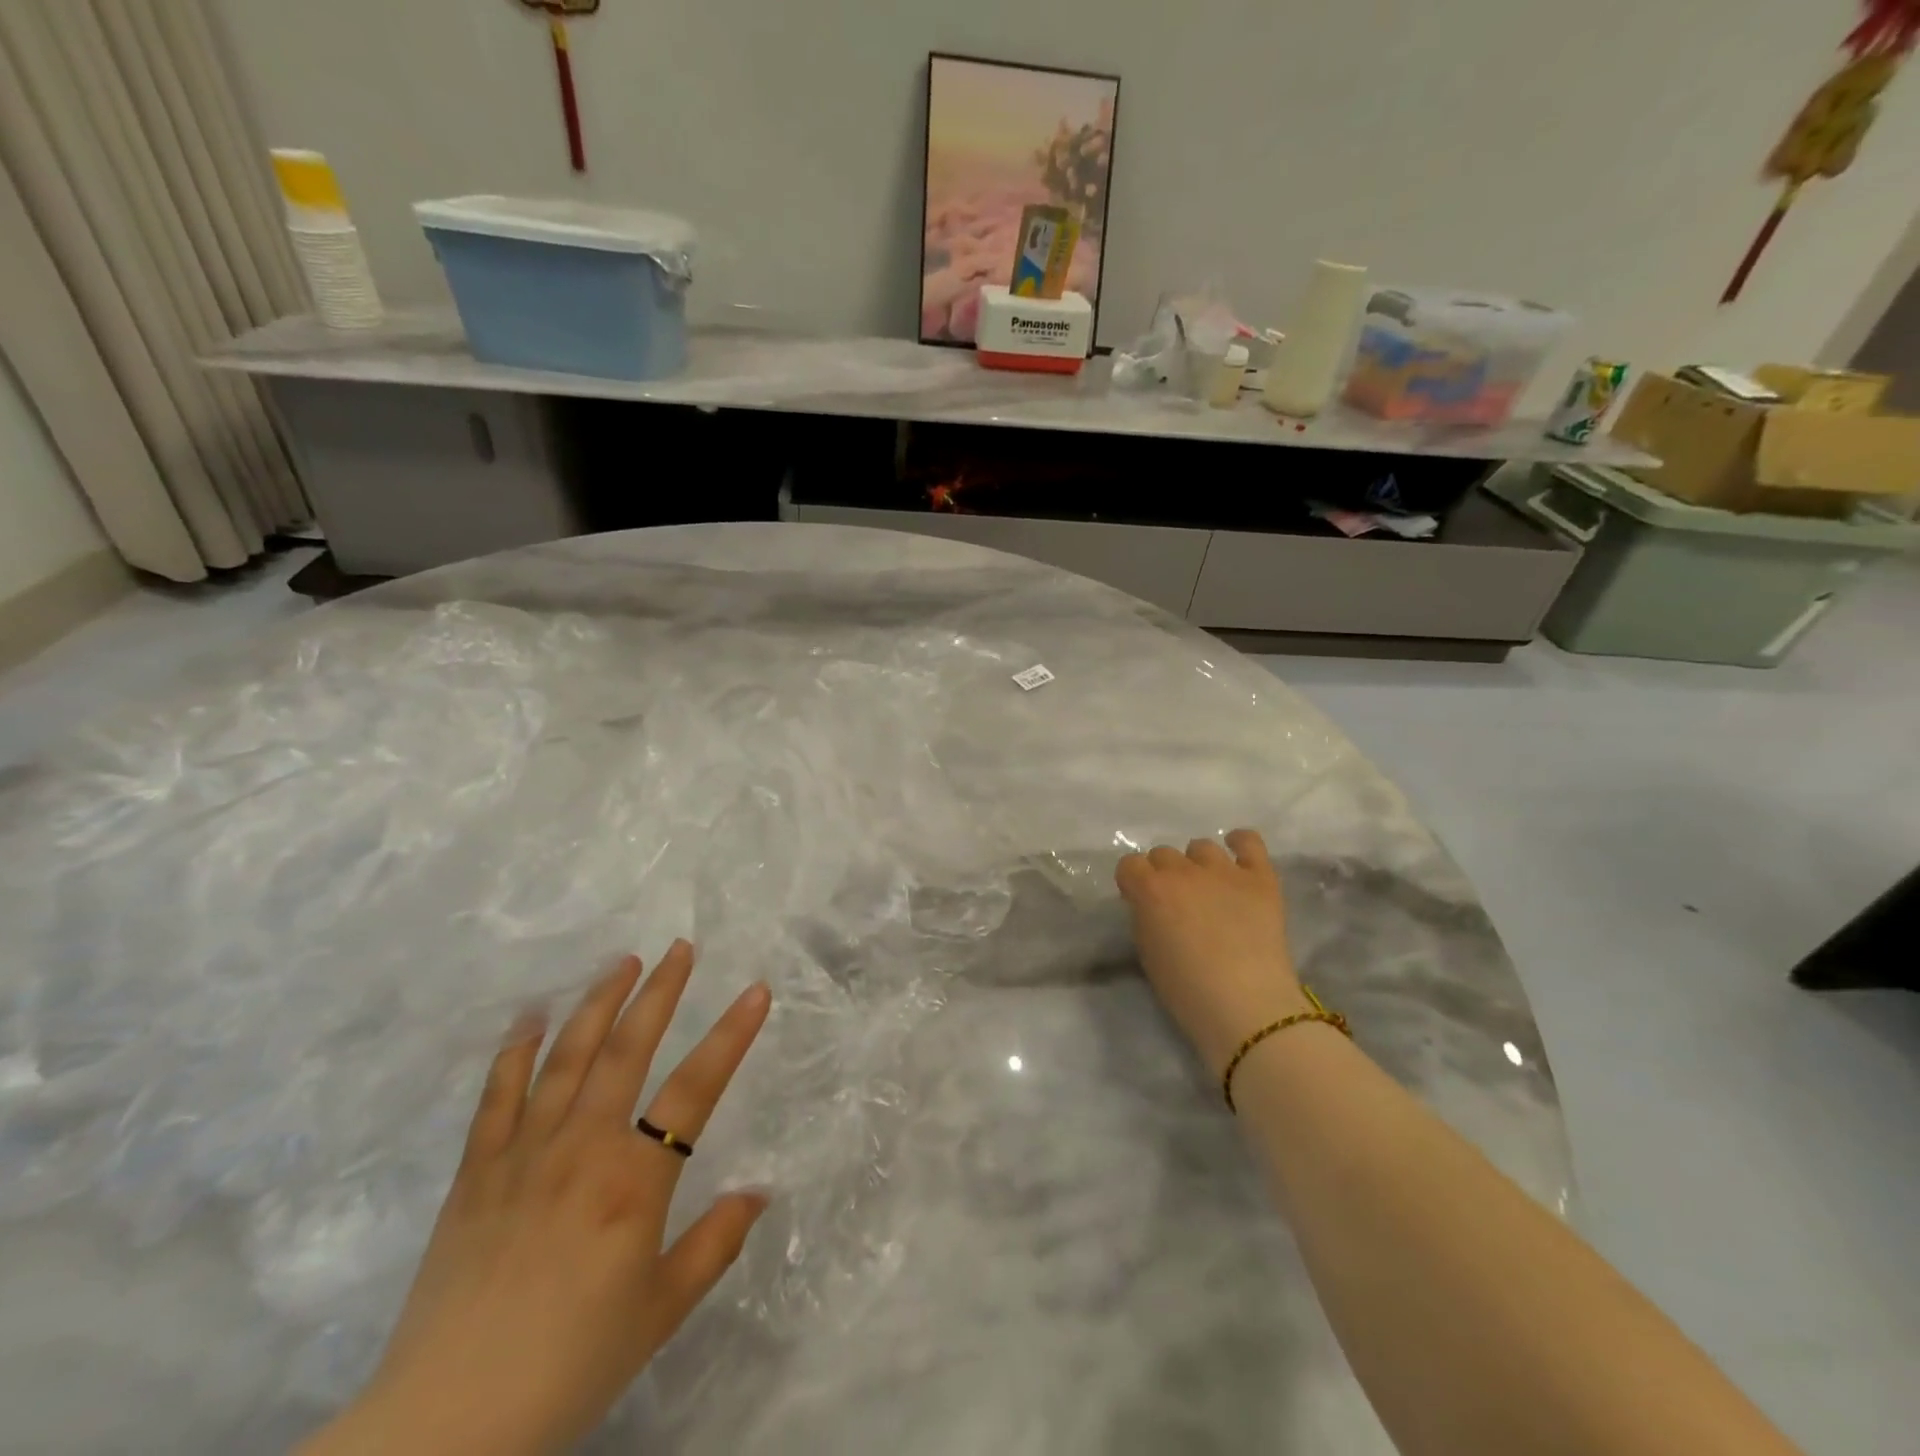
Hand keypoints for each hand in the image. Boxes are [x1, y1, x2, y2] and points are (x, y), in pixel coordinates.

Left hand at [302, 942, 771, 1455]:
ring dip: (598, 1002)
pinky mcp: (475, 1172)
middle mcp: (582, 1148)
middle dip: (659, 992)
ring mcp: (523, 1153)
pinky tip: (531, 1015)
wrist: (444, 1427)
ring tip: (622, 962)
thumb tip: (760, 1191)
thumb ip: (715, 1243)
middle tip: (680, 949)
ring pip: (566, 1056)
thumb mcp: (661, 1312)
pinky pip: (497, 1095)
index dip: (732, 1034)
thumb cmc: (570, 1365)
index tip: (757, 989)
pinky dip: (515, 1049)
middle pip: (627, 1049)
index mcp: (633, 1181)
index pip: (696, 1088)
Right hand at [1116, 830, 1308, 1073]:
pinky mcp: (1260, 878)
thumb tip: (1152, 904)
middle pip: (1163, 854)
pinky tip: (1237, 856)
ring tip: (1208, 890)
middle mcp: (1183, 870)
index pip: (1129, 865)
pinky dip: (1240, 844)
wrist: (1246, 1007)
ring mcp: (1224, 870)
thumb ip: (1145, 916)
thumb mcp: (1147, 952)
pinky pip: (1249, 841)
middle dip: (1164, 875)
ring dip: (1198, 865)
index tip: (1141, 903)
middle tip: (1177, 904)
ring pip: (1201, 847)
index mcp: (1150, 889)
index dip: (1133, 884)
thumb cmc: (1187, 991)